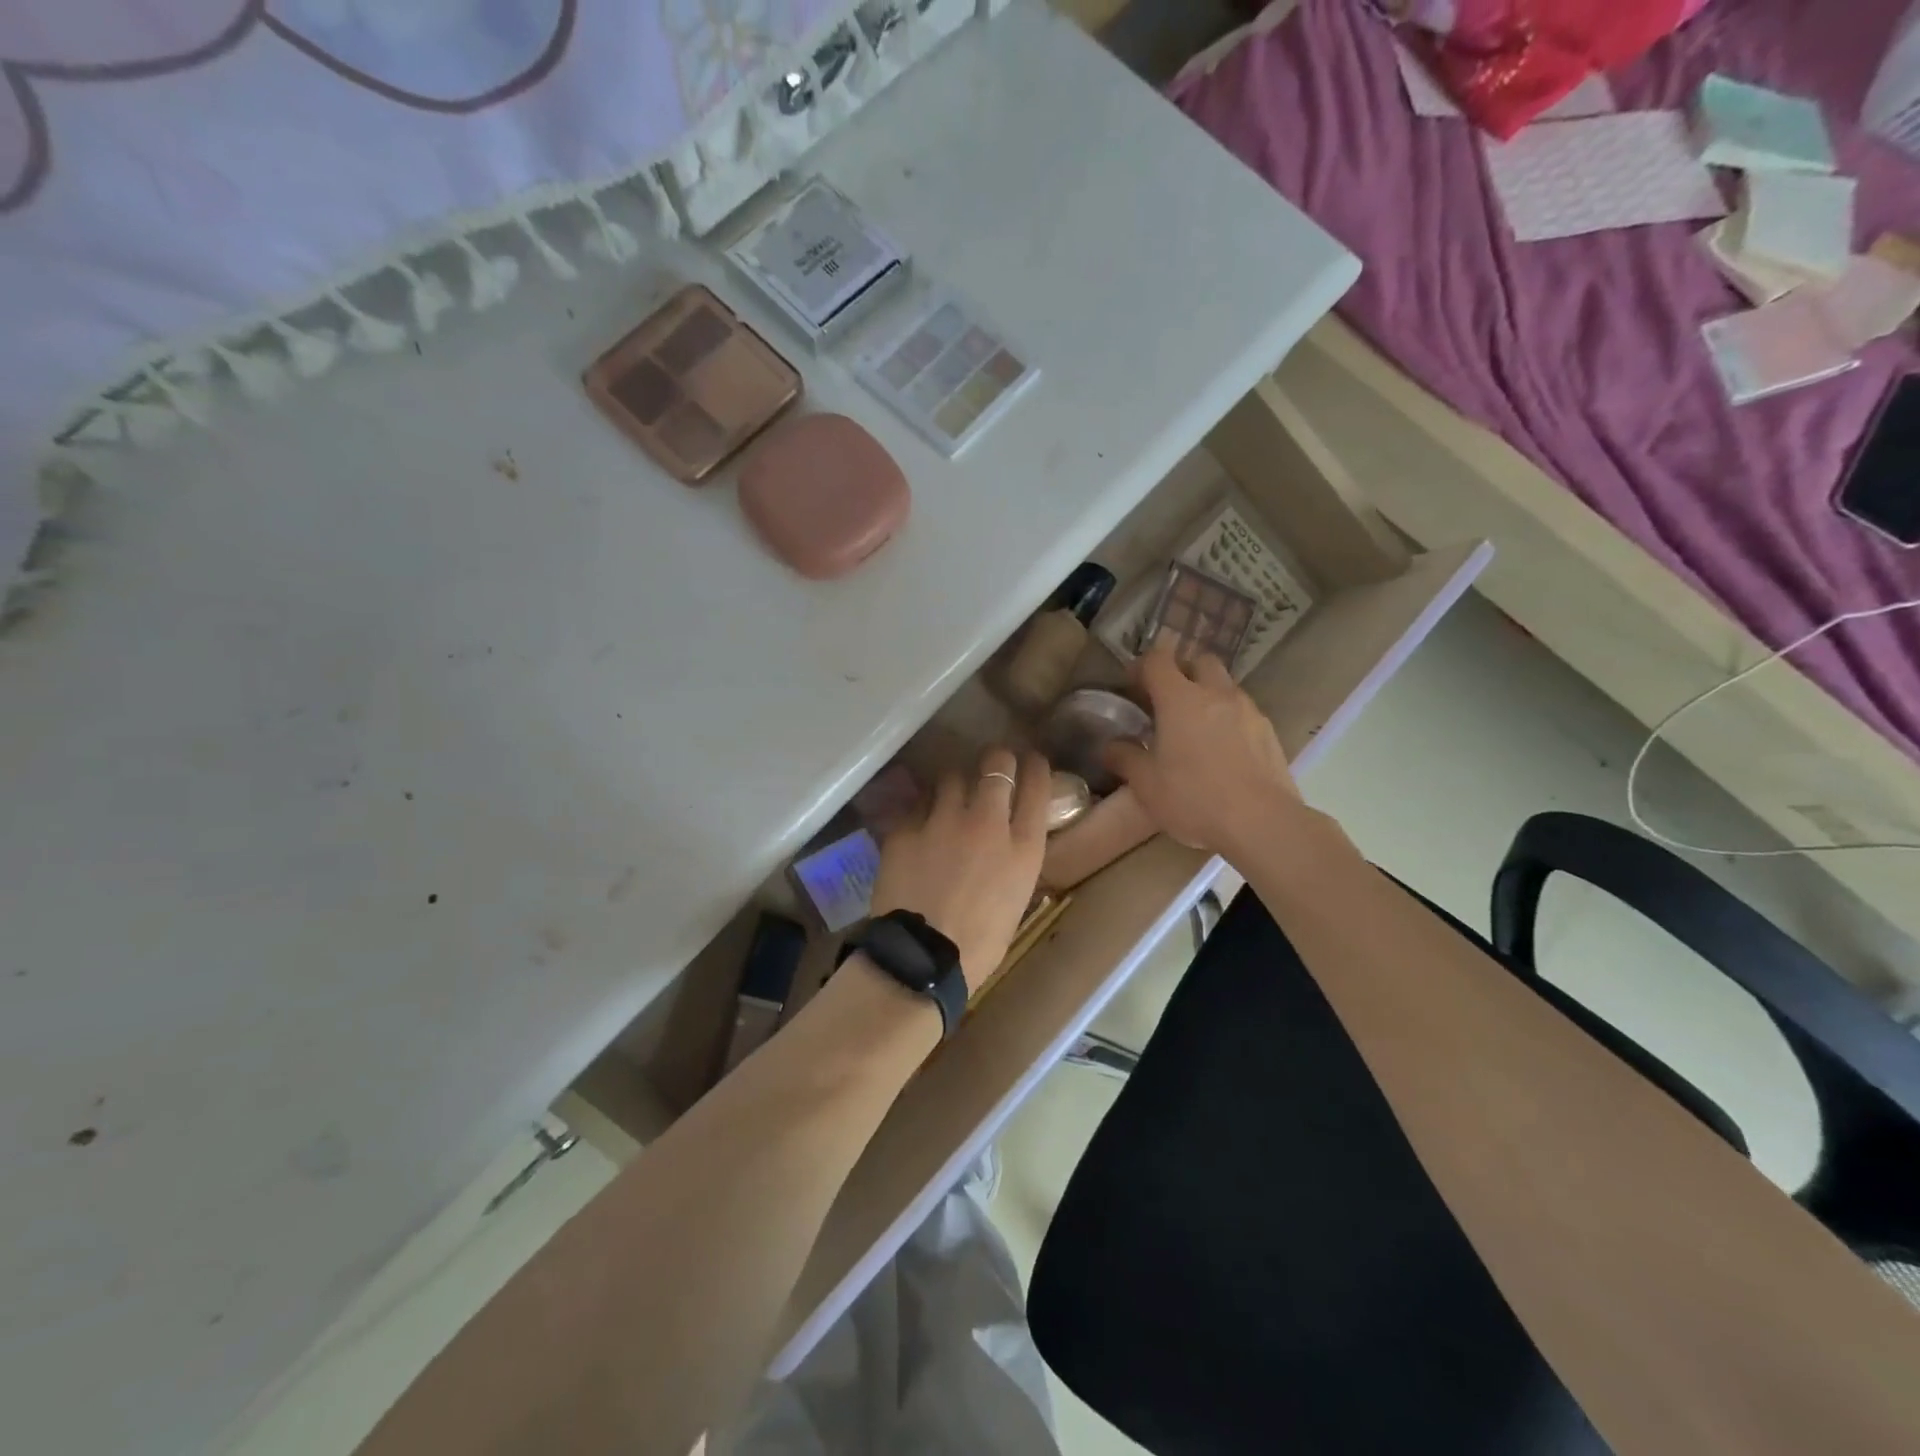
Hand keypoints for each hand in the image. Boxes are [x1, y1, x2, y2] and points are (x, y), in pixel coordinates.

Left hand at [868, 748, 1049, 991]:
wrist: (922, 959)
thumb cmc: (979, 945)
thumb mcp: (1015, 900)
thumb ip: (1014, 861)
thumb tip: (1007, 844)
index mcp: (1022, 846)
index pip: (1036, 785)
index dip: (1035, 767)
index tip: (1031, 762)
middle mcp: (986, 822)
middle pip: (997, 764)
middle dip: (997, 760)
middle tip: (992, 766)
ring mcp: (943, 821)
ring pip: (952, 776)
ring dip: (956, 784)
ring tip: (951, 796)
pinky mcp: (906, 828)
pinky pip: (918, 805)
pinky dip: (923, 811)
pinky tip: (920, 826)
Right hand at [1102, 641, 1300, 857]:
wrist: (1261, 822)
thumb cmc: (1194, 798)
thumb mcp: (1147, 785)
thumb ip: (1125, 759)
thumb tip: (1110, 747)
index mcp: (1180, 699)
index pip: (1158, 660)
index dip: (1142, 666)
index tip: (1132, 685)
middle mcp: (1216, 694)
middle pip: (1200, 661)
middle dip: (1182, 671)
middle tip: (1167, 700)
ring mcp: (1248, 711)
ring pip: (1225, 686)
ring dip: (1208, 695)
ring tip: (1195, 728)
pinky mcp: (1269, 732)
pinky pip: (1244, 711)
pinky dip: (1229, 718)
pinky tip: (1222, 750)